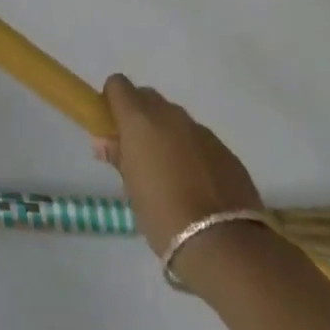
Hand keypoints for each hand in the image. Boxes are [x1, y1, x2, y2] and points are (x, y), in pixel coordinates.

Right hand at [96, 75, 263, 258]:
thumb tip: (104, 141)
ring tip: (169, 173)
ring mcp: (201, 130)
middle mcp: (170, 115)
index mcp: (140, 120)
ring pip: (175, 119)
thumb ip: (118, 157)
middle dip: (140, 116)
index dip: (112, 101)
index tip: (112, 126)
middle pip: (148, 98)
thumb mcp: (131, 189)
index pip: (118, 85)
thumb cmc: (163, 216)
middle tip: (138, 151)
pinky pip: (199, 140)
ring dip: (167, 134)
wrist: (223, 244)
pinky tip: (196, 184)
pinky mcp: (225, 150)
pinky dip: (191, 151)